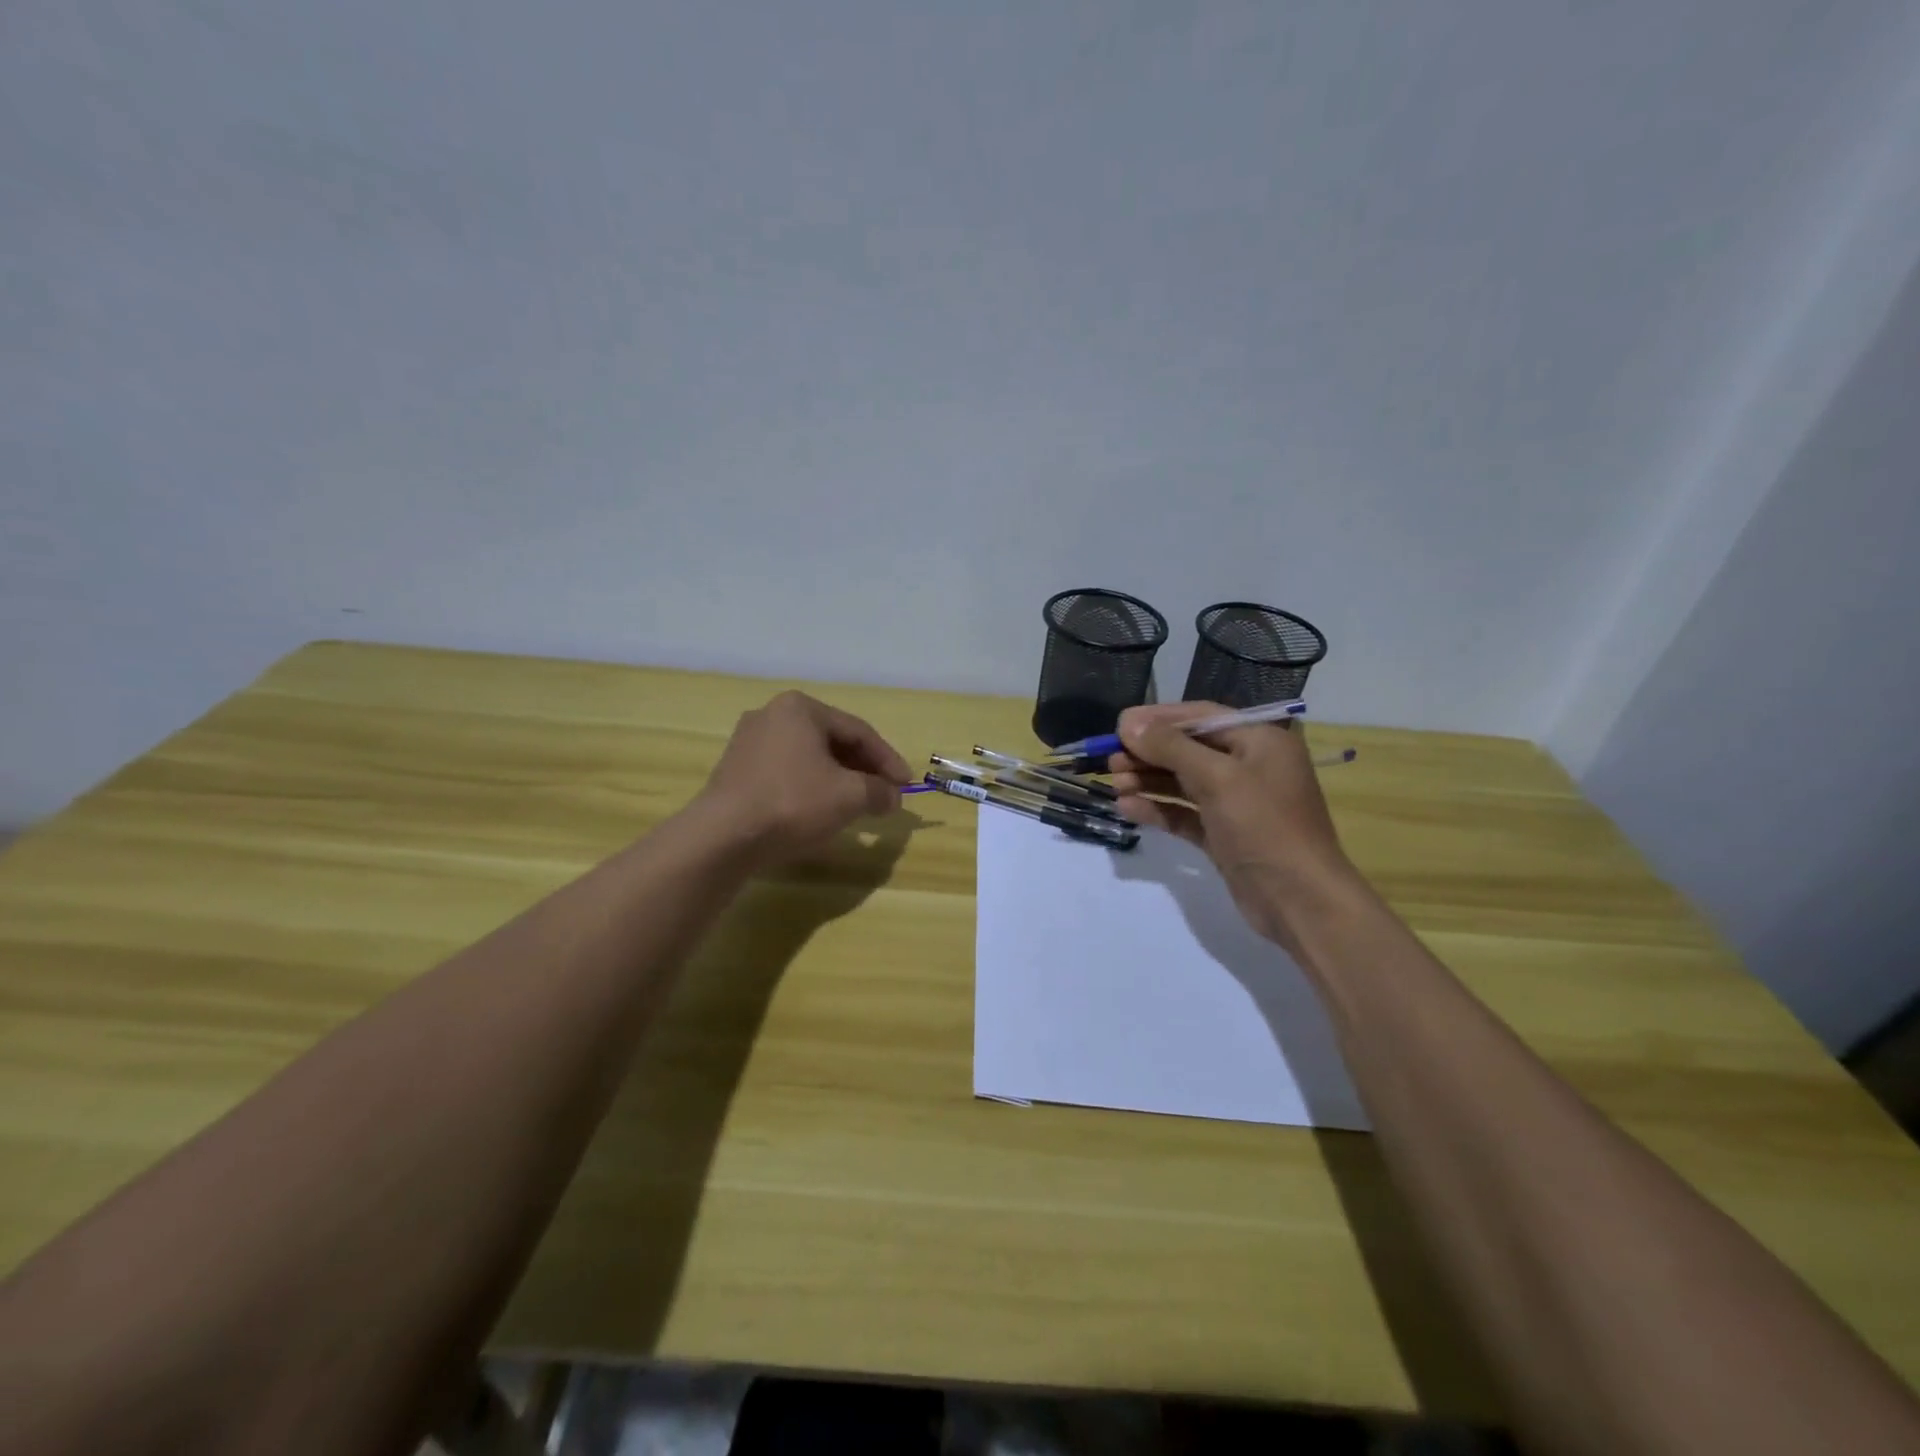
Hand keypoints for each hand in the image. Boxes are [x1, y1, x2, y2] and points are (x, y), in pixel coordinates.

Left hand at [694, 691, 913, 865]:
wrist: (724, 836)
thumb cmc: (793, 802)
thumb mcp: (850, 796)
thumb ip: (879, 791)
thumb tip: (892, 797)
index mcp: (800, 708)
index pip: (858, 731)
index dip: (888, 759)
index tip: (906, 786)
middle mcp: (772, 715)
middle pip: (832, 742)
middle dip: (863, 770)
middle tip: (884, 795)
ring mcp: (749, 743)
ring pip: (808, 758)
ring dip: (838, 780)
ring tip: (857, 805)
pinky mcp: (735, 771)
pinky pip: (786, 773)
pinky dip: (810, 788)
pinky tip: (821, 811)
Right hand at [1108, 702, 1358, 940]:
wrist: (1299, 901)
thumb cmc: (1264, 826)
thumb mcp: (1217, 778)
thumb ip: (1171, 747)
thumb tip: (1128, 723)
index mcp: (1259, 741)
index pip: (1201, 717)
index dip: (1158, 719)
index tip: (1119, 725)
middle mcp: (1249, 766)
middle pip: (1188, 749)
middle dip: (1148, 753)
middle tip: (1110, 760)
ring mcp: (1236, 803)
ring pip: (1183, 782)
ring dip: (1148, 781)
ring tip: (1114, 785)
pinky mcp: (1223, 835)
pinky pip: (1184, 814)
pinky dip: (1158, 809)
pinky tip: (1127, 809)